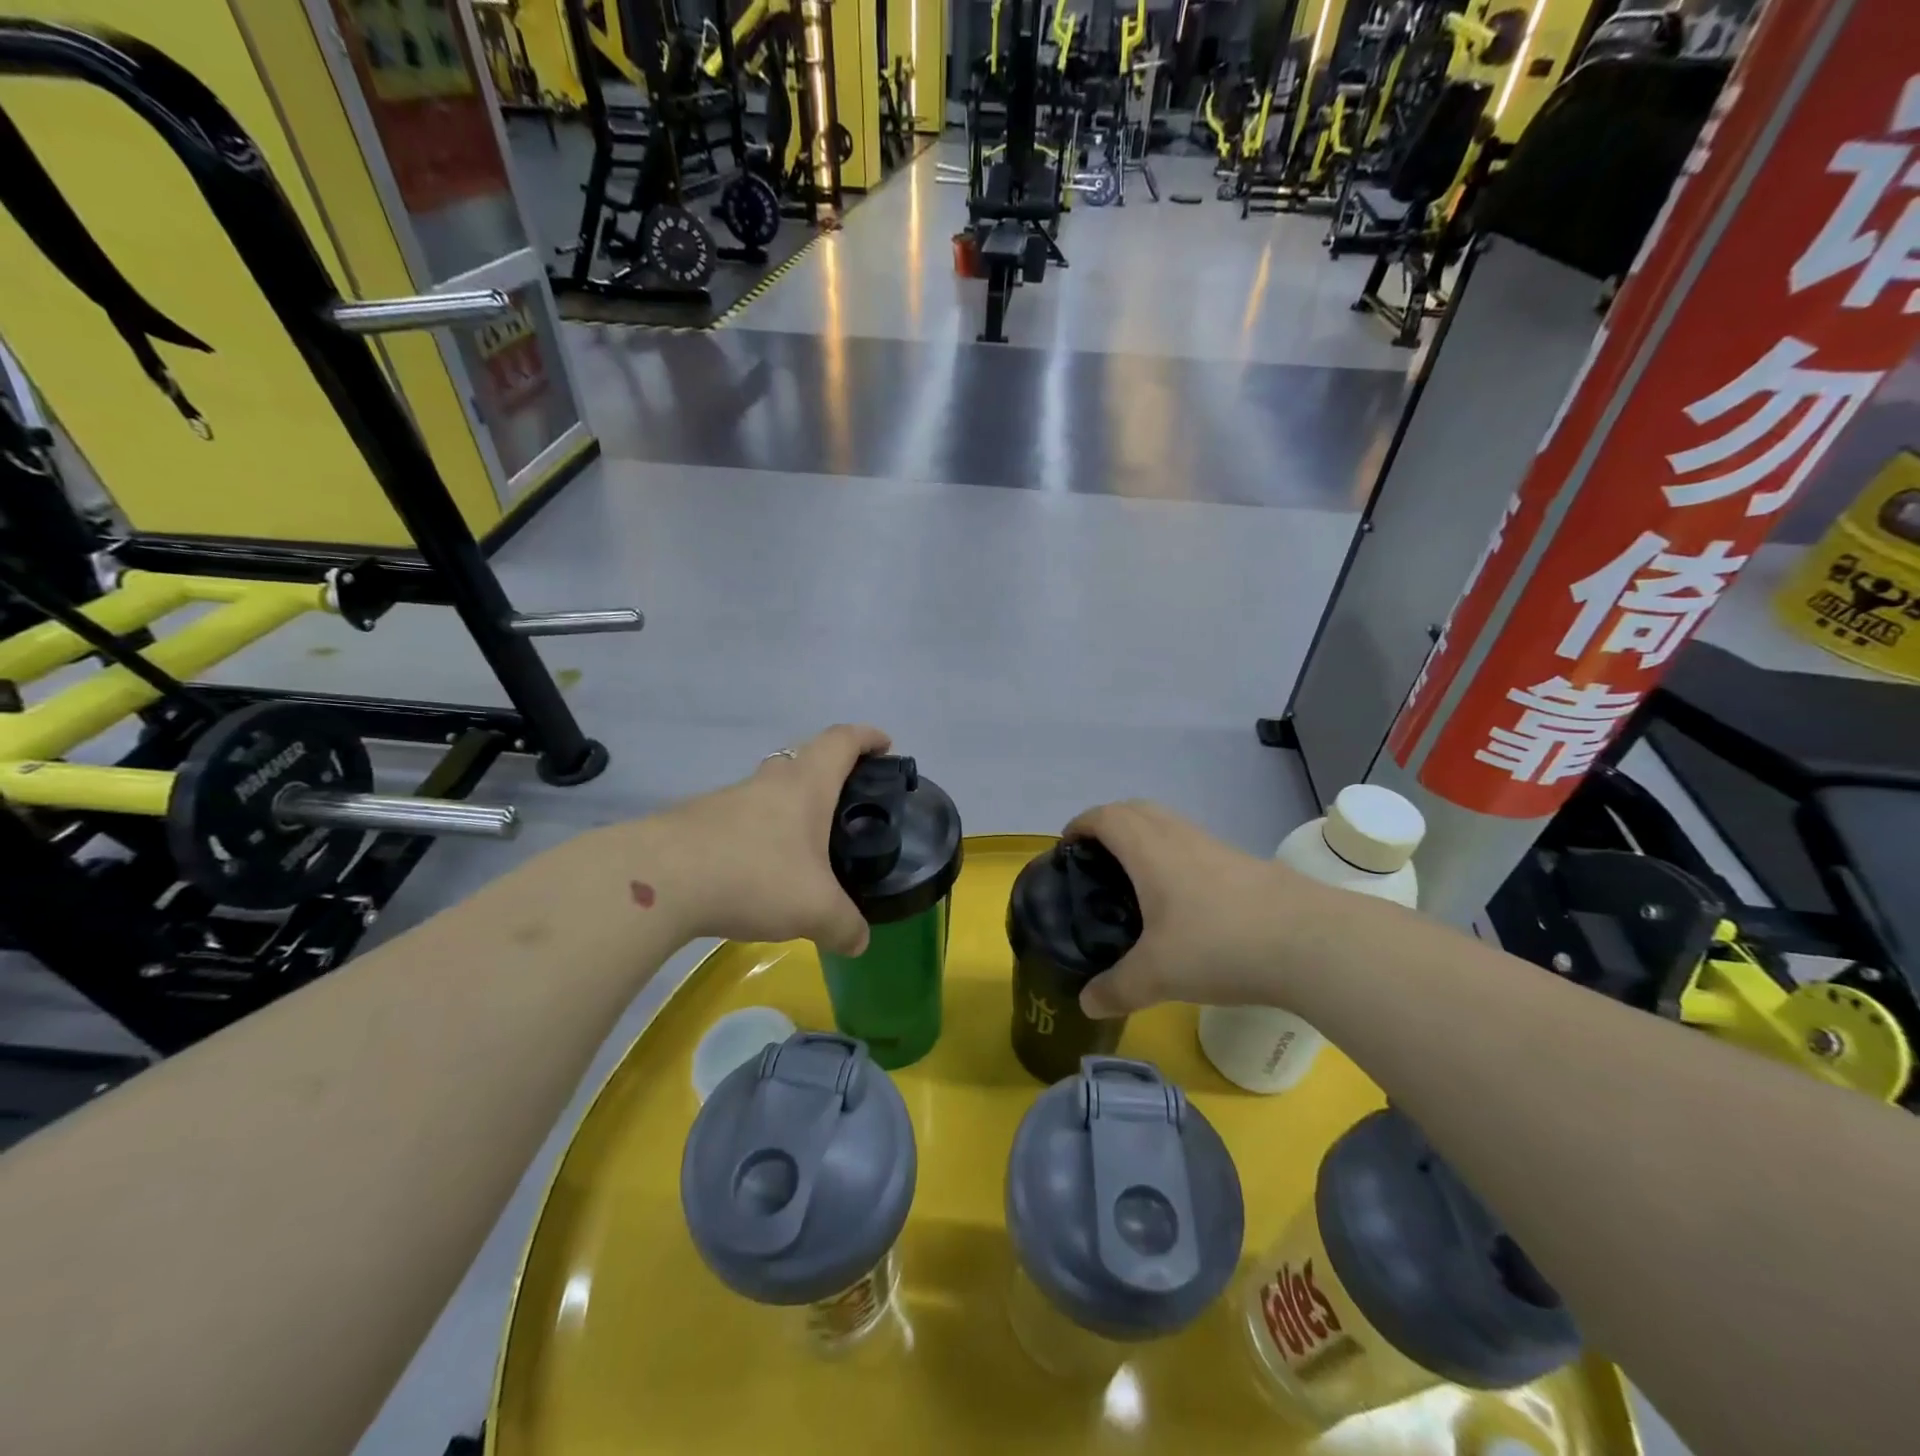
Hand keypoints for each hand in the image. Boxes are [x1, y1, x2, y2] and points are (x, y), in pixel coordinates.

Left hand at [641, 725, 889, 954]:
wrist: (659, 881)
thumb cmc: (755, 875)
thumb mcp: (815, 909)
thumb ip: (845, 925)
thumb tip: (859, 942)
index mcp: (806, 785)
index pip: (842, 741)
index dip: (868, 737)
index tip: (885, 745)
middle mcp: (768, 782)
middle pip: (805, 758)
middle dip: (831, 770)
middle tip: (849, 802)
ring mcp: (728, 799)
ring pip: (769, 790)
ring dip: (791, 806)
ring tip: (806, 847)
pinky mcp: (698, 823)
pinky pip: (741, 819)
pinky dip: (760, 835)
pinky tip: (759, 871)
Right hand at [1064, 801, 1324, 1017]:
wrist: (1311, 942)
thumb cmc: (1219, 945)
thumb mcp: (1157, 976)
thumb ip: (1116, 988)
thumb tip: (1086, 1003)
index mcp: (1149, 850)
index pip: (1106, 816)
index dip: (1081, 824)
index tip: (1067, 846)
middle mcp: (1180, 837)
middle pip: (1136, 809)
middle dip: (1110, 824)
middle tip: (1097, 859)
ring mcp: (1216, 847)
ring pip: (1170, 824)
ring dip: (1145, 836)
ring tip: (1136, 879)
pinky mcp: (1245, 864)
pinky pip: (1195, 845)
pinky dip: (1175, 855)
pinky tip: (1183, 899)